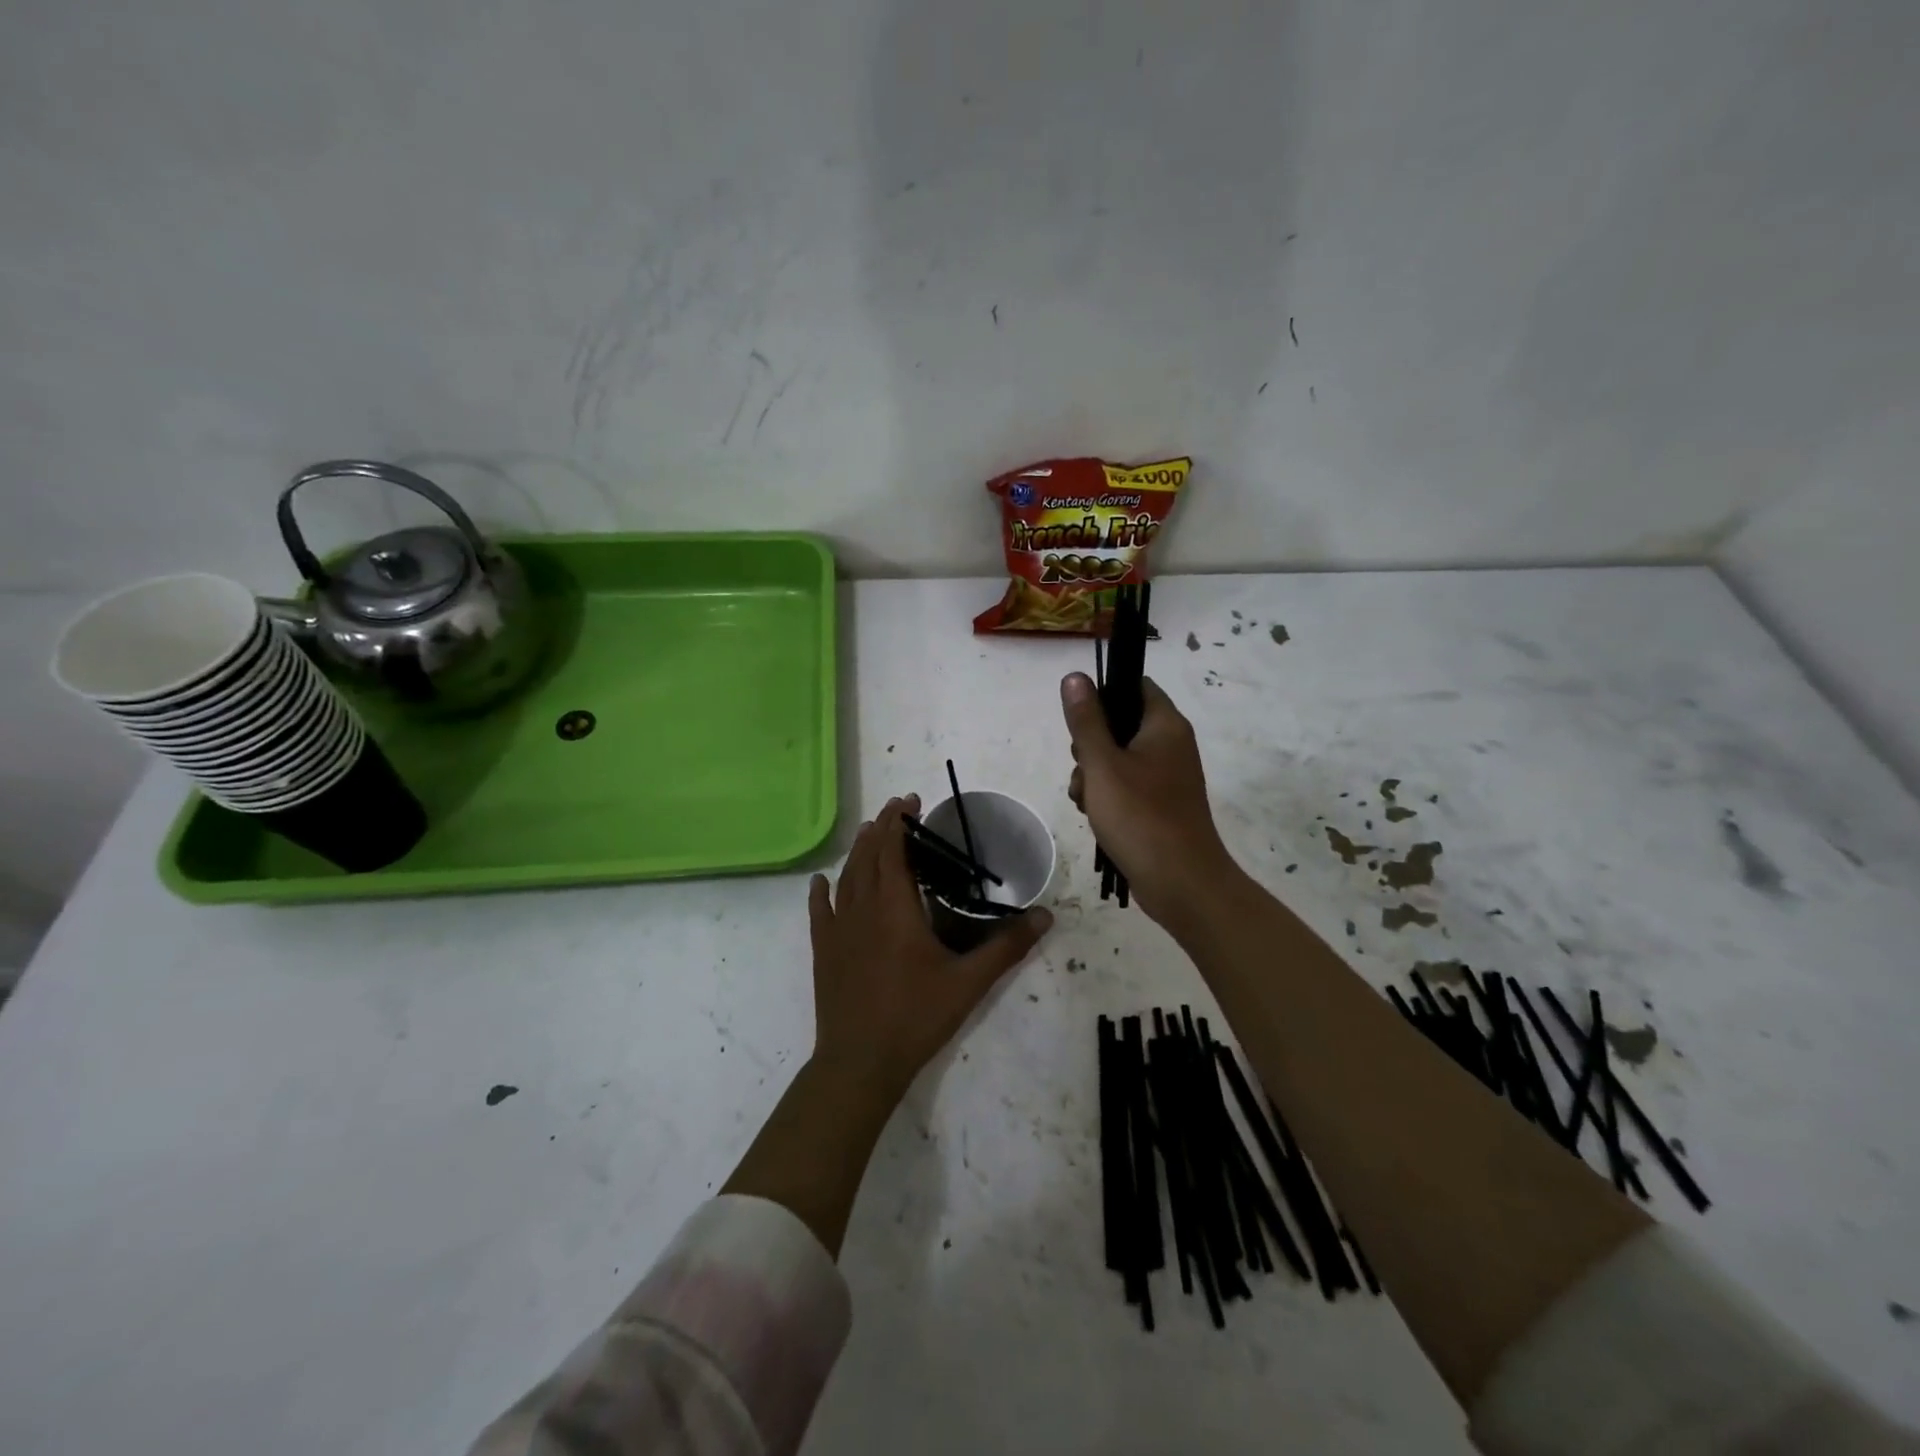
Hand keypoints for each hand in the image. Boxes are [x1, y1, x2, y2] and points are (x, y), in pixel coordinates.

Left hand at [808, 793, 1052, 1100]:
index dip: (901, 823)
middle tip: (896, 808)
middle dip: (882, 828)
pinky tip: (820, 882)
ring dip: (858, 851)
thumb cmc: (916, 1016)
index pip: (895, 851)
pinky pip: (820, 912)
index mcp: (895, 908)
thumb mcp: (969, 982)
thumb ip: (1006, 947)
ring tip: (869, 833)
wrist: (860, 1061)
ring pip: (846, 878)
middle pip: (869, 856)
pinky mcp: (824, 951)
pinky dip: (822, 892)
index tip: (911, 801)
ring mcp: (838, 930)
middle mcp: (863, 909)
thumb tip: (1045, 916)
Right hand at [1062, 673, 1240, 925]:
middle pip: (1120, 724)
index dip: (1103, 695)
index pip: (1134, 686)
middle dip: (1090, 746)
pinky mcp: (1161, 804)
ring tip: (1086, 801)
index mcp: (1165, 725)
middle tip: (1083, 769)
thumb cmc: (1140, 816)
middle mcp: (1171, 745)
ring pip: (1118, 759)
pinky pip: (1127, 786)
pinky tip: (1095, 816)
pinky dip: (1107, 796)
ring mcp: (1168, 777)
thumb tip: (1075, 676)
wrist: (1181, 883)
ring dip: (1093, 776)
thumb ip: (1086, 720)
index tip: (1080, 722)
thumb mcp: (1102, 764)